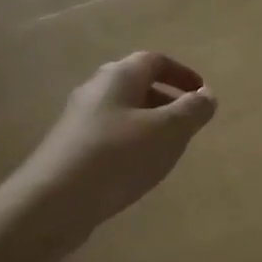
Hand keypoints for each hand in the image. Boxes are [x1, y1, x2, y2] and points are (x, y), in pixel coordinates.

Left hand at [18, 51, 216, 237]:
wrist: (54, 201)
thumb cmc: (118, 156)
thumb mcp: (168, 132)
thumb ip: (192, 111)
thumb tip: (207, 95)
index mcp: (119, 76)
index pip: (154, 60)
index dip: (182, 73)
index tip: (201, 92)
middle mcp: (95, 90)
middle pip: (136, 83)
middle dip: (166, 97)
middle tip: (187, 120)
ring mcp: (78, 119)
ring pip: (122, 110)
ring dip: (149, 122)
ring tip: (167, 147)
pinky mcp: (70, 148)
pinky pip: (109, 134)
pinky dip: (131, 141)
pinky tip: (137, 167)